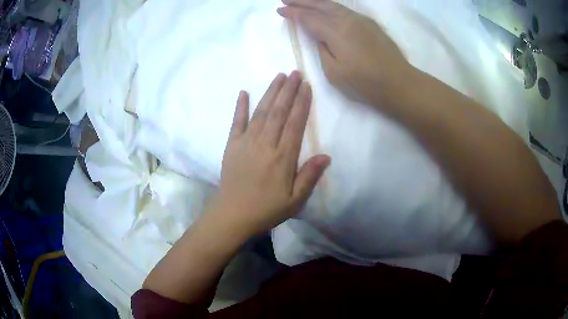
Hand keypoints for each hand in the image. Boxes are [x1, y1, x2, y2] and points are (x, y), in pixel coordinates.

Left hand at [210, 71, 330, 236]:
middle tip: (295, 73)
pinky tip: (244, 92)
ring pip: (261, 112)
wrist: (233, 215)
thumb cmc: (266, 209)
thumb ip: (310, 176)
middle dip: (288, 90)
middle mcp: (266, 144)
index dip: (302, 103)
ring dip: (271, 93)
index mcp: (283, 157)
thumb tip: (326, 156)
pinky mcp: (232, 146)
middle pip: (279, 112)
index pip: (295, 123)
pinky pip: (237, 122)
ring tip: (279, 76)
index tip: (306, 86)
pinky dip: (240, 107)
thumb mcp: (295, 200)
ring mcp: (246, 143)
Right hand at [277, 0, 412, 108]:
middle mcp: (348, 20)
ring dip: (315, 1)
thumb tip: (321, 38)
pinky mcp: (370, 24)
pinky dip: (330, 6)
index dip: (293, 14)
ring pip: (333, 5)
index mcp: (337, 32)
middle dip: (301, 1)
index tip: (280, 10)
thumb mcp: (335, 73)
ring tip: (302, 0)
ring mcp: (361, 20)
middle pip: (320, 6)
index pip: (309, 18)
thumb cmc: (366, 84)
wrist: (400, 83)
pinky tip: (325, 7)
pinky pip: (345, 10)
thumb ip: (323, 51)